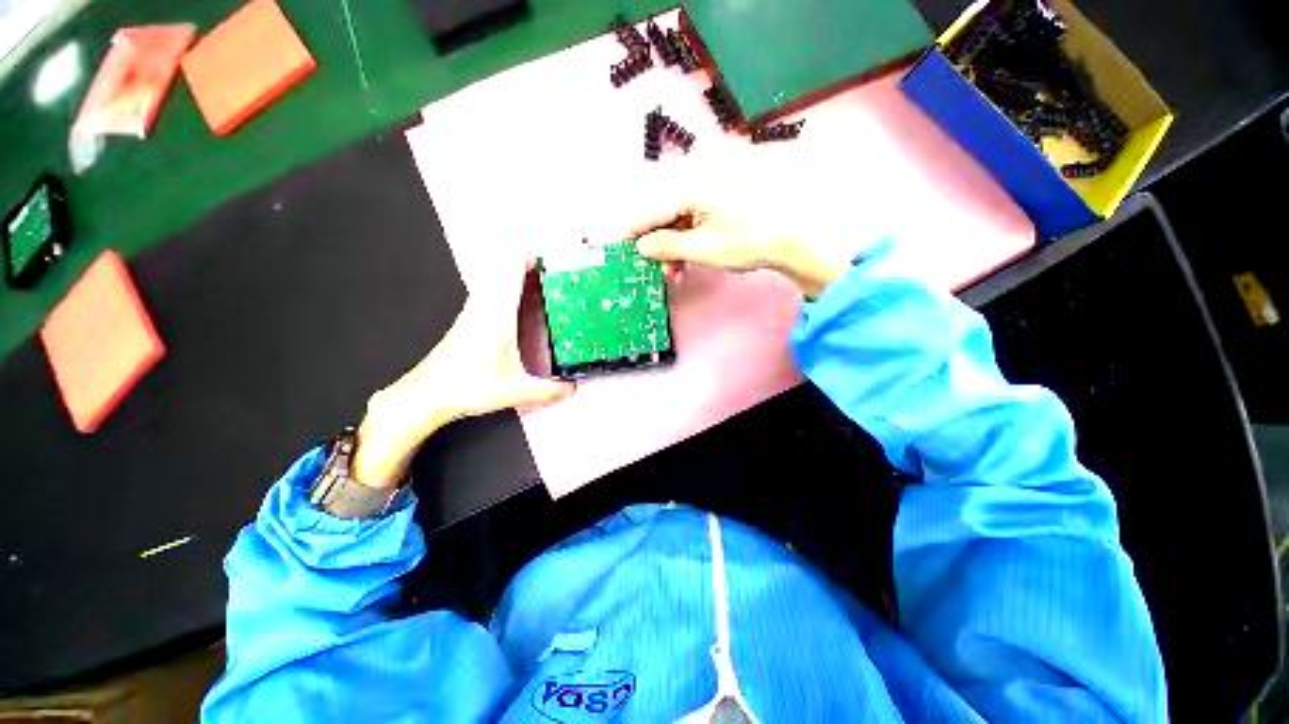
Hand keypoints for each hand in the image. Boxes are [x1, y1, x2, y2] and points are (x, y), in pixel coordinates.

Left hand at [352, 259, 572, 489]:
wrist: (428, 393)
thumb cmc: (467, 387)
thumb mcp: (517, 390)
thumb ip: (549, 390)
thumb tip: (571, 389)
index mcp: (498, 318)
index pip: (511, 277)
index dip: (525, 260)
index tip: (540, 252)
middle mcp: (483, 310)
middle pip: (499, 273)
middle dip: (519, 262)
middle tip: (539, 260)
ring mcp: (471, 315)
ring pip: (489, 282)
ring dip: (506, 273)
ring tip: (525, 273)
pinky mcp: (464, 323)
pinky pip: (483, 294)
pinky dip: (496, 287)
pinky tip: (503, 298)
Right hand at [626, 171, 849, 298]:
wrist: (801, 233)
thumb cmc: (749, 240)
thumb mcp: (703, 248)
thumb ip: (667, 245)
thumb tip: (642, 246)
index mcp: (690, 181)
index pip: (651, 208)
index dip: (635, 230)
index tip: (623, 246)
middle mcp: (701, 170)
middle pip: (667, 207)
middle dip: (661, 242)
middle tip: (662, 269)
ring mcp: (719, 175)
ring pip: (684, 210)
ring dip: (677, 240)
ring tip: (680, 268)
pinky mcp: (732, 184)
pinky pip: (701, 207)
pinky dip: (694, 230)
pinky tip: (695, 249)